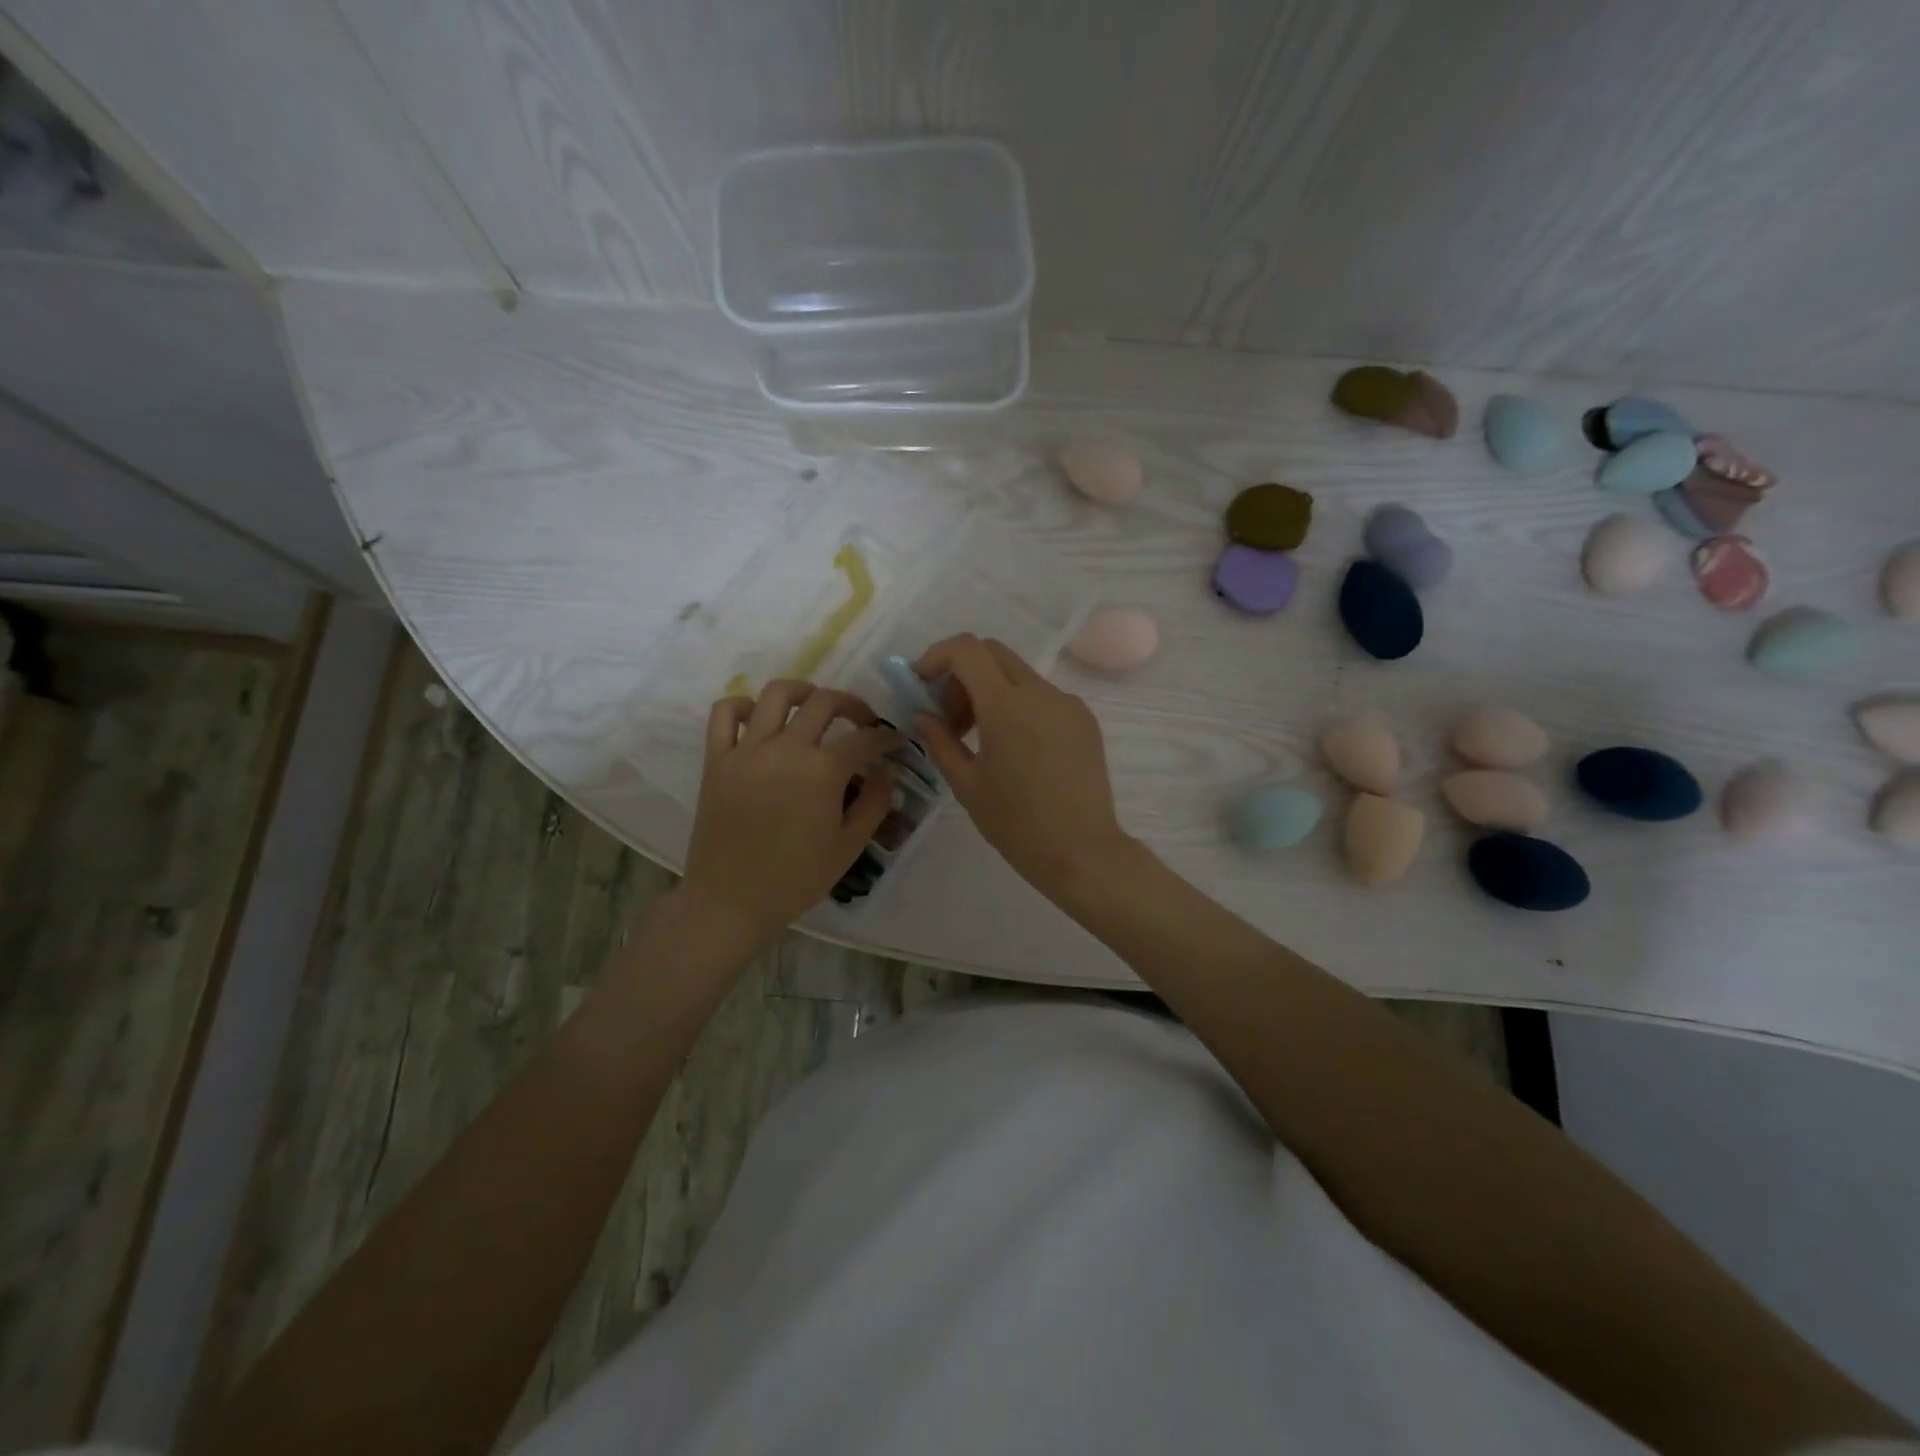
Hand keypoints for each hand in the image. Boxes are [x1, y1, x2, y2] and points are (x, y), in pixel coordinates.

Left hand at [680, 681, 898, 942]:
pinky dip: (742, 705)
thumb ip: (874, 804)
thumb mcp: (849, 846)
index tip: (894, 743)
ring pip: (776, 694)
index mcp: (823, 771)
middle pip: (825, 702)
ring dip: (803, 691)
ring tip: (813, 704)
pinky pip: (724, 713)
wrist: (731, 901)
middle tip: (861, 721)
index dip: (886, 738)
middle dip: (852, 704)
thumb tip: (886, 772)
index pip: (864, 739)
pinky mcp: (716, 759)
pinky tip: (758, 718)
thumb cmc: (796, 879)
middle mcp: (786, 748)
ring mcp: (747, 750)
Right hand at [911, 635, 1133, 901]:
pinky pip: (1043, 696)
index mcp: (1007, 707)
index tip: (922, 684)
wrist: (1083, 853)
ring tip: (979, 737)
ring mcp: (1068, 704)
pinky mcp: (1085, 720)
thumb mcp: (968, 785)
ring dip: (989, 690)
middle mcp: (1041, 693)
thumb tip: (922, 716)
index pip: (967, 650)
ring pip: (1018, 674)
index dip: (937, 656)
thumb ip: (940, 742)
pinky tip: (1015, 747)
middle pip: (993, 654)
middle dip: (961, 673)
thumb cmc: (1017, 825)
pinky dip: (1018, 705)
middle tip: (948, 715)